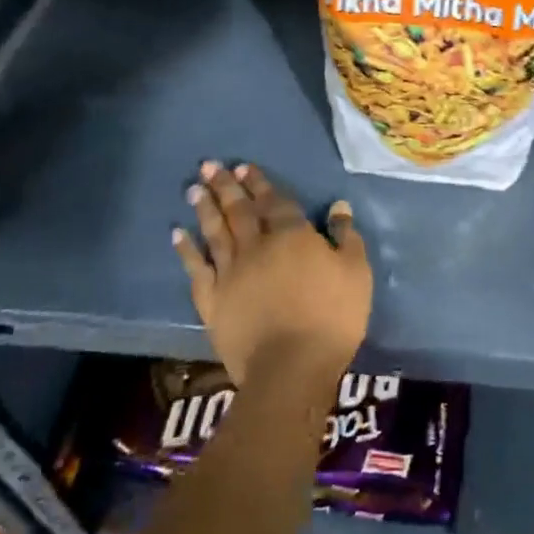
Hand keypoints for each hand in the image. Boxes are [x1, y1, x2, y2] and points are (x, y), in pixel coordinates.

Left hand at [173, 161, 371, 389]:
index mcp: (293, 236)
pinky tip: (177, 234)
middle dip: (225, 186)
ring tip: (194, 188)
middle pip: (239, 210)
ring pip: (215, 233)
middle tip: (209, 165)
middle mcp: (257, 246)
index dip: (259, 182)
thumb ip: (347, 237)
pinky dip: (186, 250)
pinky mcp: (212, 301)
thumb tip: (339, 207)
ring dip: (205, 208)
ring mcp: (230, 273)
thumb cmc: (332, 317)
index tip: (243, 166)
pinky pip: (196, 269)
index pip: (274, 201)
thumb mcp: (356, 273)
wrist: (290, 368)